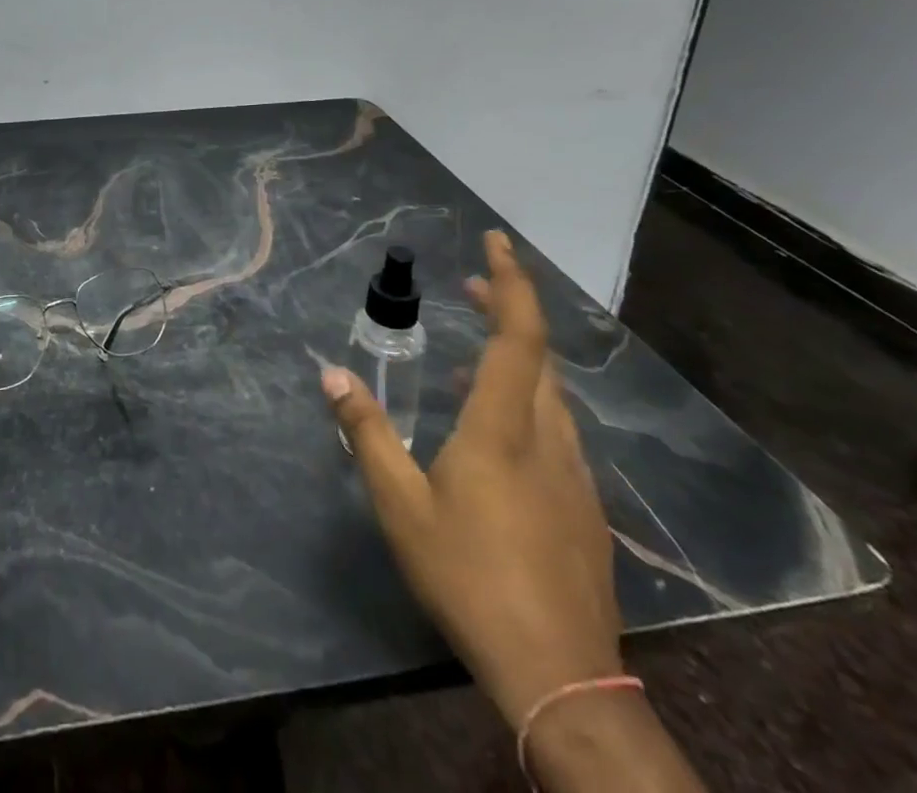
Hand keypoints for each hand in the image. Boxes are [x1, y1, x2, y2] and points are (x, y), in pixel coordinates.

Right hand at [324, 231, 621, 728]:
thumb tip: (331, 375)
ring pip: (551, 394)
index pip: (519, 336)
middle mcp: (548, 438)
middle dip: (509, 309)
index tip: (496, 241)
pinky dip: (526, 402)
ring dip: (516, 358)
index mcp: (504, 428)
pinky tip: (494, 431)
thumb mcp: (400, 504)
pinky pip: (555, 429)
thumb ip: (367, 433)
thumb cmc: (469, 576)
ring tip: (473, 356)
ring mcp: (574, 475)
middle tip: (471, 287)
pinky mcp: (585, 507)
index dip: (511, 282)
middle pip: (538, 356)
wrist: (559, 674)